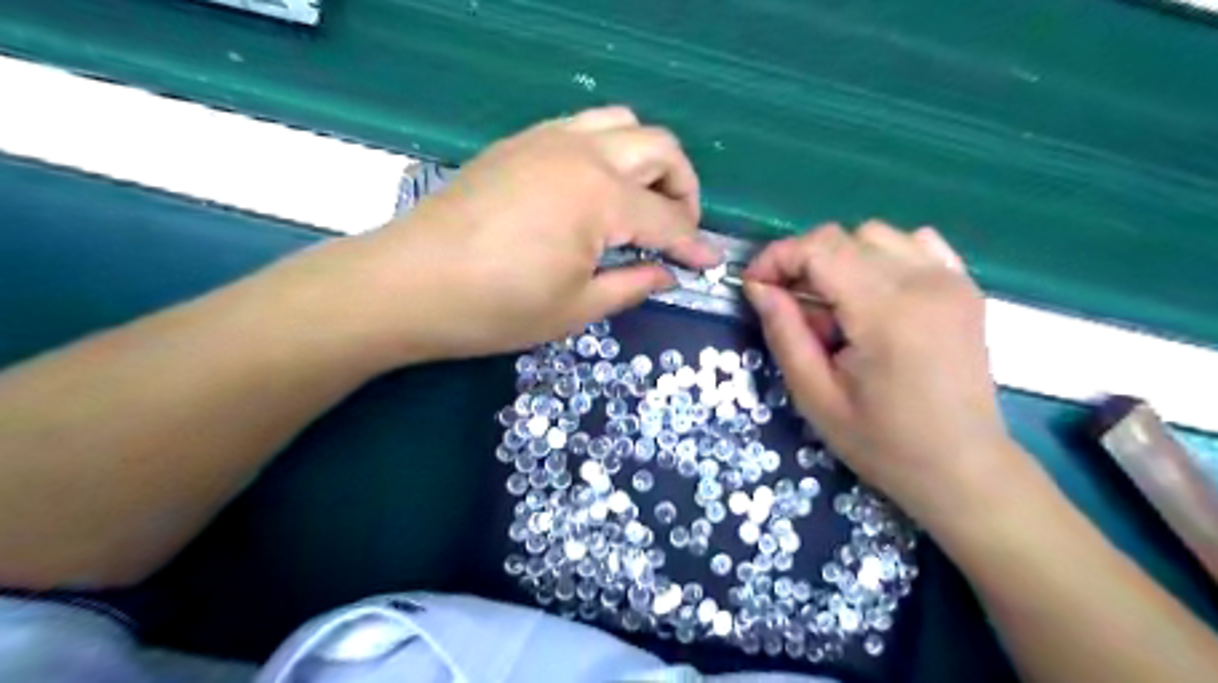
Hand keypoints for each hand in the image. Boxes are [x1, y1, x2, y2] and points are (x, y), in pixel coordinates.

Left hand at [328, 107, 716, 364]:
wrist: (407, 284)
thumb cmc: (496, 307)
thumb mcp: (575, 309)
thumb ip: (634, 286)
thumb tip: (669, 274)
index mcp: (600, 197)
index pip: (667, 219)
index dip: (694, 244)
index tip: (711, 263)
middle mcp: (582, 153)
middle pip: (659, 148)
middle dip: (683, 187)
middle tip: (679, 228)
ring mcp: (547, 139)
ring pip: (623, 124)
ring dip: (647, 159)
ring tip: (642, 202)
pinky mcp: (520, 143)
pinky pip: (583, 128)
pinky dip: (609, 150)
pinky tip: (596, 190)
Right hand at [743, 222, 1020, 522]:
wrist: (963, 467)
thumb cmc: (882, 442)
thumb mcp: (815, 396)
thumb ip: (784, 333)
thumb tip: (758, 287)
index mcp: (885, 312)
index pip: (819, 249)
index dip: (777, 258)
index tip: (754, 286)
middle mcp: (923, 282)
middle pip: (843, 237)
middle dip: (803, 262)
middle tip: (790, 307)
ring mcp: (951, 280)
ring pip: (876, 235)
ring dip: (840, 260)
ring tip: (834, 307)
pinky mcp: (964, 287)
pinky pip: (915, 244)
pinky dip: (882, 257)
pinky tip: (874, 294)